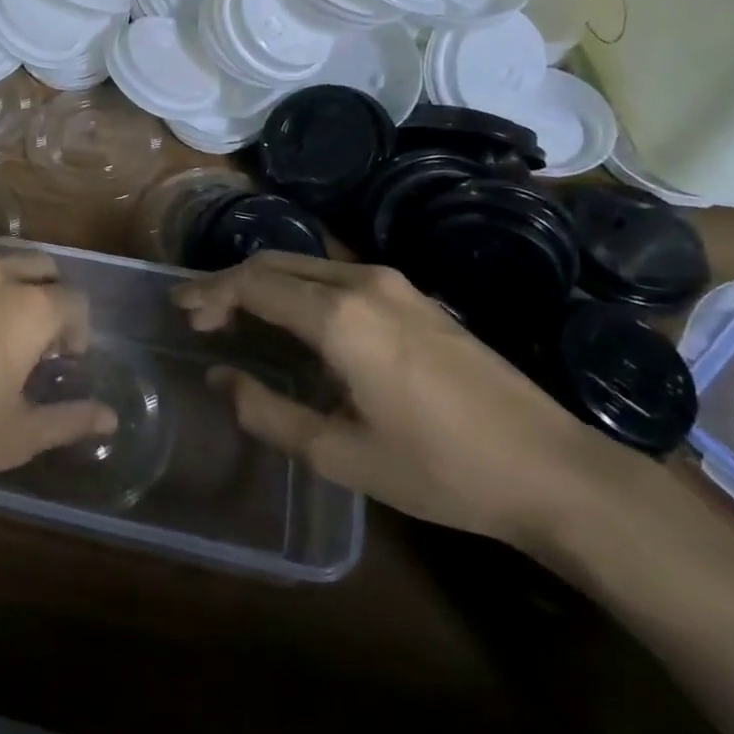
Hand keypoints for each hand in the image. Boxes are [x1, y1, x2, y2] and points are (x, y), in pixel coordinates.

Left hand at [0, 253, 117, 510]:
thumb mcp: (17, 435)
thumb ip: (69, 419)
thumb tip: (109, 417)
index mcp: (26, 306)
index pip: (73, 301)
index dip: (79, 330)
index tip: (68, 361)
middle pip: (38, 267)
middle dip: (50, 296)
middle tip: (40, 342)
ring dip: (11, 289)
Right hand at [175, 252, 633, 549]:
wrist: (554, 470)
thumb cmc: (440, 469)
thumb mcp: (339, 454)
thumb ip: (266, 412)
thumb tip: (219, 378)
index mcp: (338, 316)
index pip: (252, 285)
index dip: (209, 293)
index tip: (179, 308)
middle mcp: (362, 282)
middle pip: (275, 264)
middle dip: (230, 283)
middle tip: (201, 314)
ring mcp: (395, 285)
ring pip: (306, 266)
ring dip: (265, 283)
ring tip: (237, 316)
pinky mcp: (416, 298)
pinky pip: (336, 276)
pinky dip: (298, 288)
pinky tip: (294, 320)